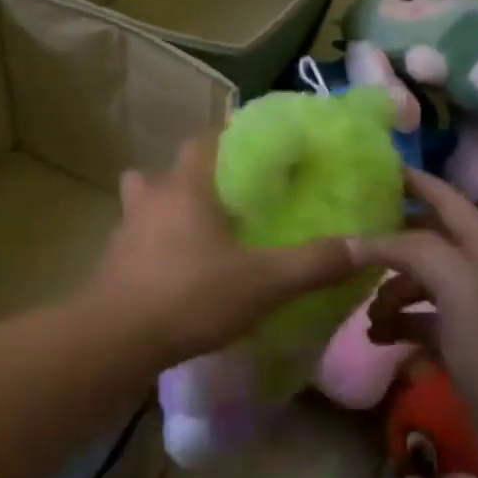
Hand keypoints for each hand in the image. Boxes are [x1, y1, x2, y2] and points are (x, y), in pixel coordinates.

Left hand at [86, 136, 358, 365]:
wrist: (116, 338)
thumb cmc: (191, 296)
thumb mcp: (264, 282)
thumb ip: (313, 263)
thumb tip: (364, 246)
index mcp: (186, 187)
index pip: (204, 141)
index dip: (229, 139)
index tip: (255, 152)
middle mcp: (151, 198)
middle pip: (168, 170)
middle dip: (195, 176)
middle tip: (227, 196)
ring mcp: (126, 229)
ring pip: (144, 201)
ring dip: (165, 207)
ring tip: (197, 230)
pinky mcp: (113, 261)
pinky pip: (137, 238)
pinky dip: (154, 243)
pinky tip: (175, 269)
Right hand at [354, 171, 477, 424]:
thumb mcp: (458, 286)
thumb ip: (411, 251)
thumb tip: (359, 241)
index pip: (447, 199)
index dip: (415, 181)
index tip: (376, 169)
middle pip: (428, 243)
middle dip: (390, 243)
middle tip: (349, 244)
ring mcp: (477, 312)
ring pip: (421, 284)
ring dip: (390, 292)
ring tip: (366, 313)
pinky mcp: (468, 348)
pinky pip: (424, 322)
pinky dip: (401, 324)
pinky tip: (379, 338)